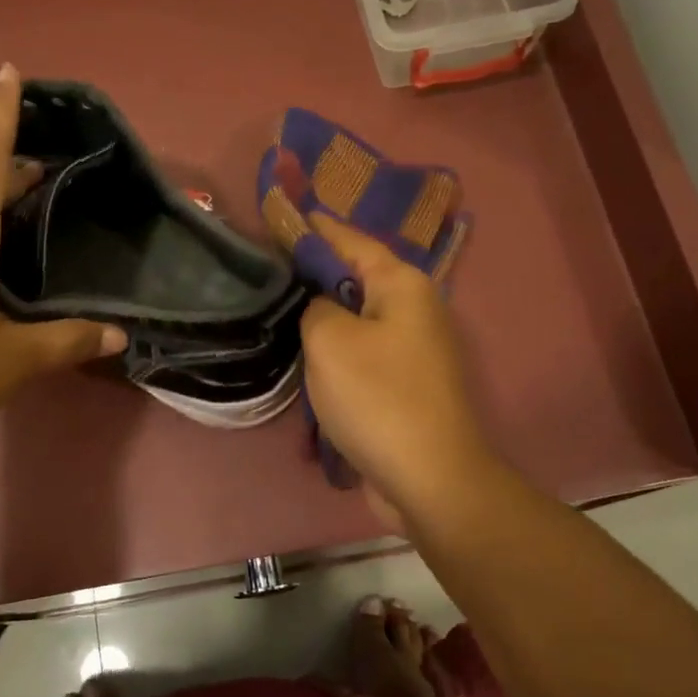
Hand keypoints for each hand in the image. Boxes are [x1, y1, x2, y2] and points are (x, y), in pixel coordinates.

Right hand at [298, 213, 496, 522]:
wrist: (430, 479)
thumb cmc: (378, 398)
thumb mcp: (329, 340)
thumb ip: (316, 306)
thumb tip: (322, 308)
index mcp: (402, 284)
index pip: (349, 240)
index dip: (312, 228)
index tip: (278, 217)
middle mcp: (415, 308)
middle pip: (355, 278)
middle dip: (314, 275)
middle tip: (267, 272)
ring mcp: (414, 349)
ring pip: (357, 319)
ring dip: (323, 320)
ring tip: (279, 312)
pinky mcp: (407, 384)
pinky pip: (363, 354)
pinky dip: (337, 354)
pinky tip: (307, 361)